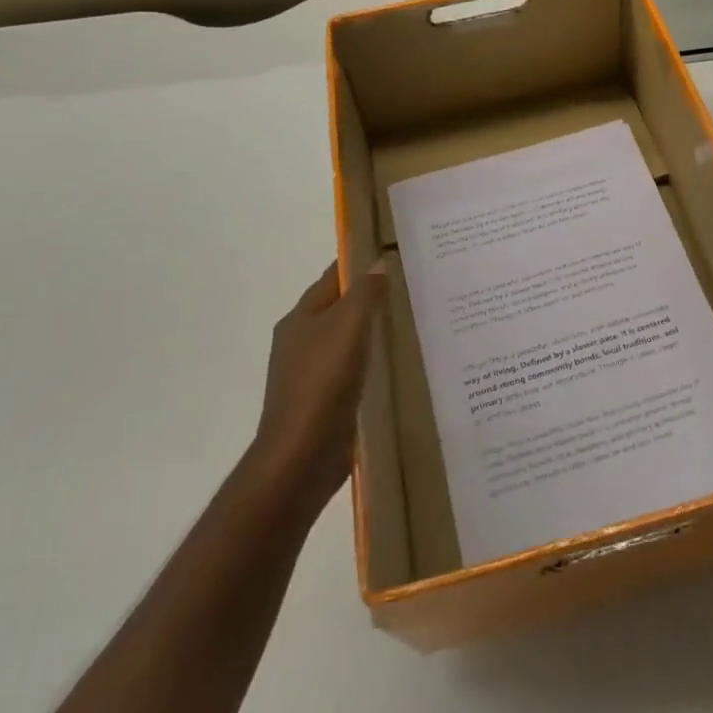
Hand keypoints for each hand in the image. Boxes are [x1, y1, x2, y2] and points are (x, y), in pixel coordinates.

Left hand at [250, 263, 387, 515]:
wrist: (301, 457)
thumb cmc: (322, 381)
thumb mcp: (348, 326)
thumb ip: (365, 293)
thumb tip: (378, 264)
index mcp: (300, 318)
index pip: (332, 278)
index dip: (359, 264)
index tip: (394, 256)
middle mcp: (301, 341)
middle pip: (339, 308)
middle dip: (370, 298)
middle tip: (412, 289)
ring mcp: (310, 374)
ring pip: (347, 340)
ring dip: (372, 331)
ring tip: (411, 323)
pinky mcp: (324, 402)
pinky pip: (352, 370)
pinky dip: (371, 362)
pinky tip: (395, 365)